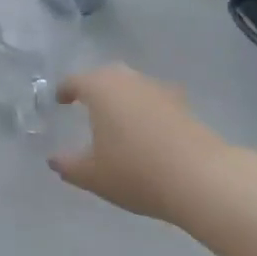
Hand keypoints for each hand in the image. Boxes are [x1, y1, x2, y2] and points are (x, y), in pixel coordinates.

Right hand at [49, 65, 238, 226]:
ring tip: (117, 118)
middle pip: (106, 75)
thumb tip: (54, 160)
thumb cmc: (136, 171)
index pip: (75, 81)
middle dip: (94, 86)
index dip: (65, 90)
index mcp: (100, 88)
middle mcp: (128, 80)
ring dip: (122, 96)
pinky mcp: (184, 106)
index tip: (60, 101)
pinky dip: (146, 109)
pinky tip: (147, 129)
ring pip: (133, 85)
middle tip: (87, 103)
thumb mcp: (93, 175)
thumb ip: (68, 166)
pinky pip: (155, 100)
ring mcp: (159, 90)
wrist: (202, 179)